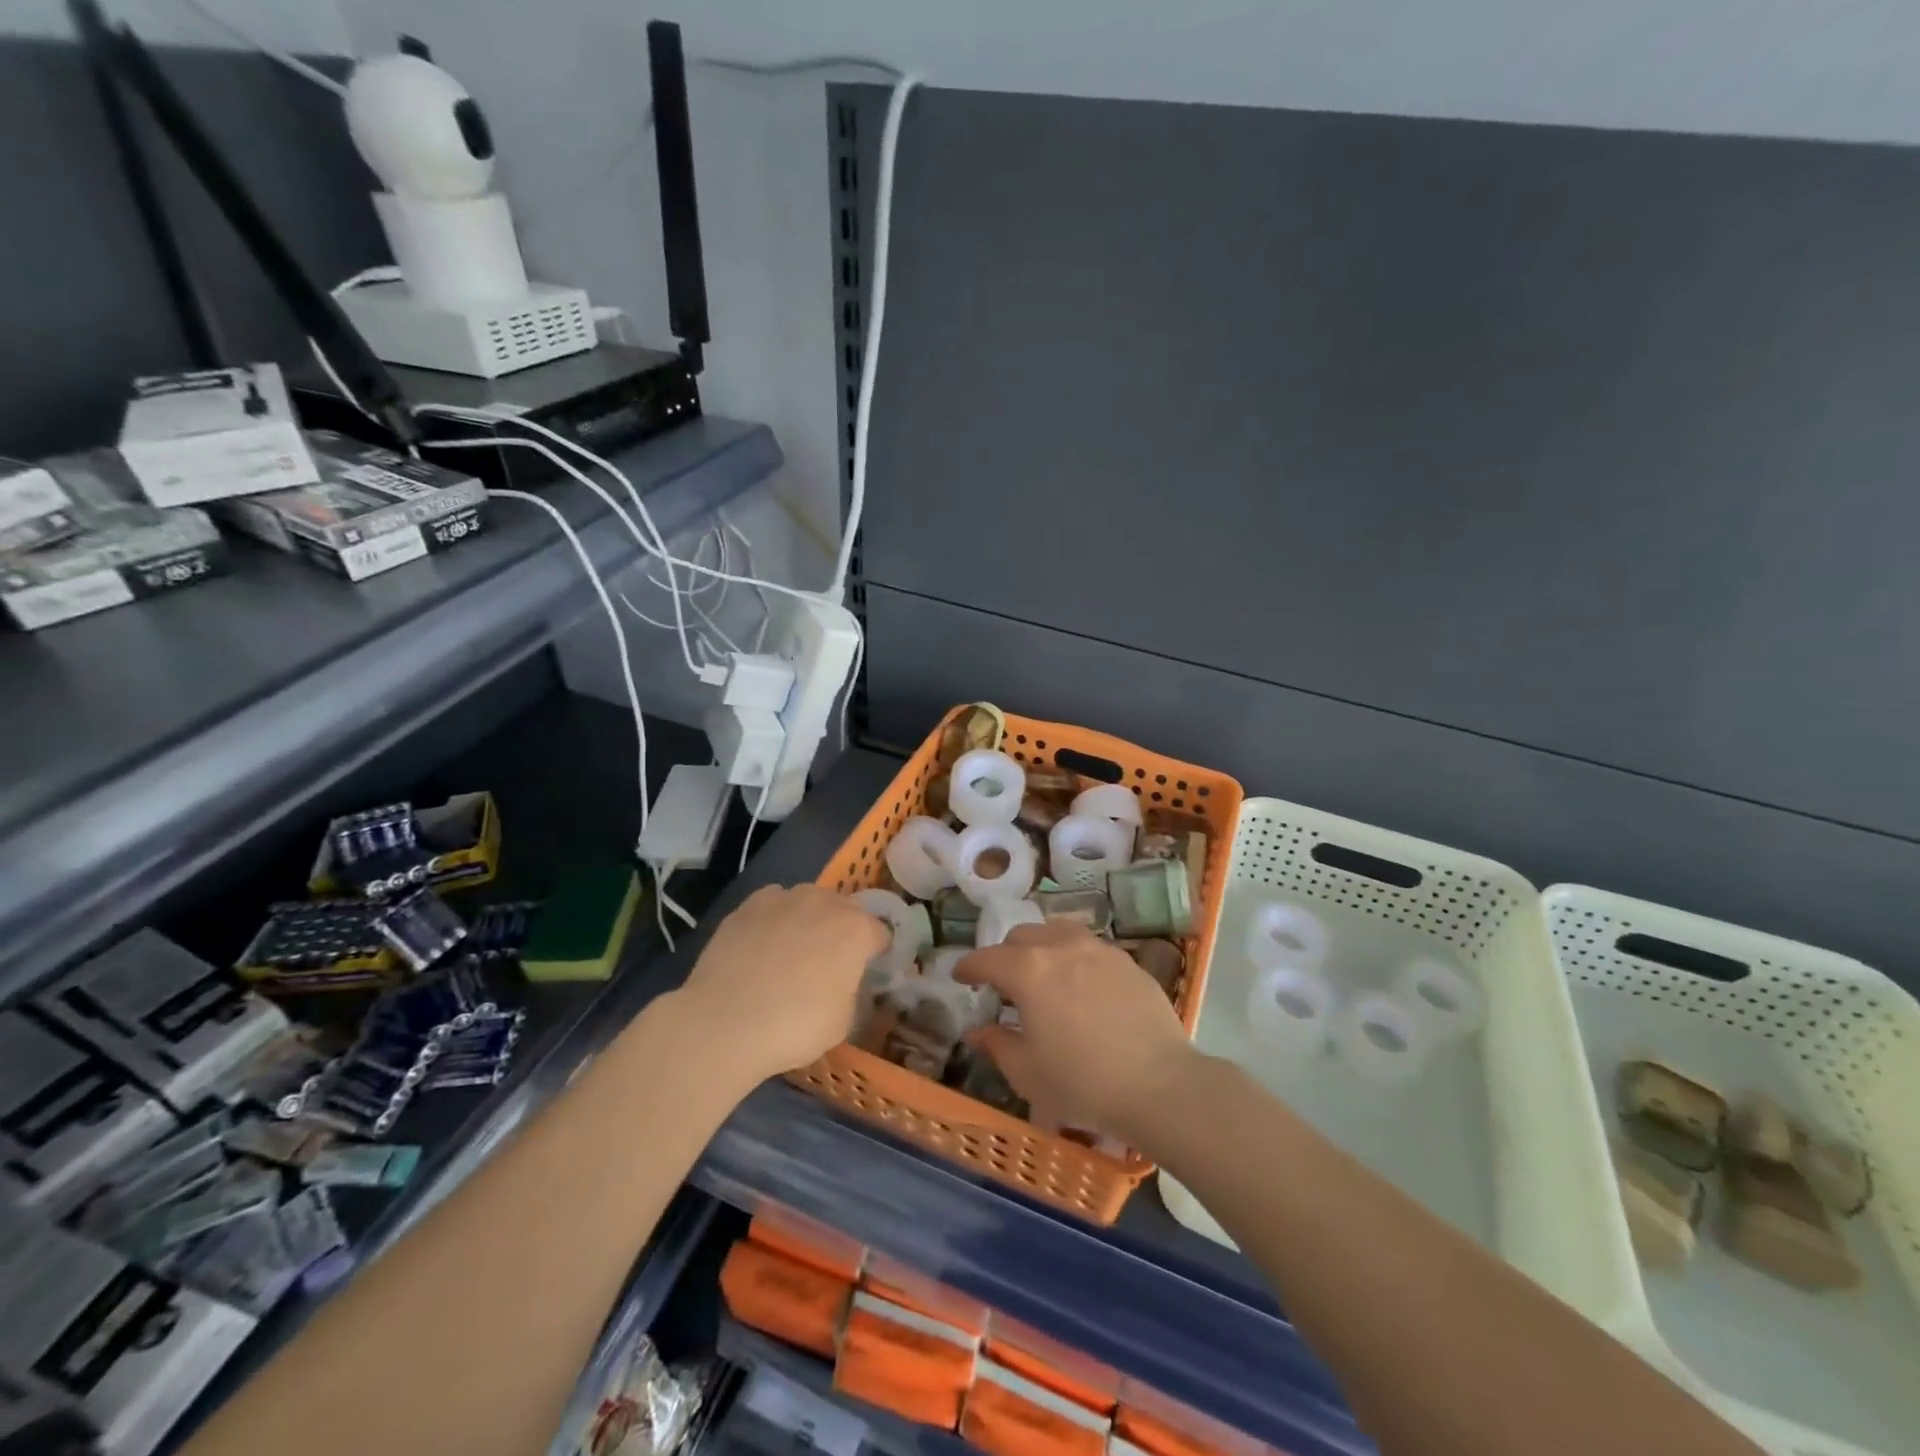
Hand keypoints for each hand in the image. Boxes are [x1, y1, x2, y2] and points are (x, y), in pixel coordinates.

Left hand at [674, 884, 888, 1085]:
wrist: (725, 1021)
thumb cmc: (795, 1026)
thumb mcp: (843, 1021)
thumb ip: (851, 990)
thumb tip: (843, 981)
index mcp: (857, 930)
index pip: (880, 934)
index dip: (876, 954)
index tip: (866, 973)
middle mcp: (825, 903)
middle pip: (846, 909)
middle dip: (843, 930)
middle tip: (830, 963)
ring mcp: (784, 898)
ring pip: (808, 900)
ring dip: (809, 919)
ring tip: (792, 951)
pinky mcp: (748, 905)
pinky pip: (773, 903)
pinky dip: (775, 918)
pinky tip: (763, 943)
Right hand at [956, 922, 1194, 1142]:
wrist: (1160, 1084)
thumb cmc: (1083, 1081)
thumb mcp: (1028, 1073)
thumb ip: (998, 1045)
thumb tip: (978, 1032)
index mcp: (1028, 970)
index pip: (986, 958)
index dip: (968, 967)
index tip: (960, 976)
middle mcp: (1060, 947)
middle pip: (1022, 936)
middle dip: (1005, 955)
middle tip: (1004, 983)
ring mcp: (1098, 949)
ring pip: (1057, 933)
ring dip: (1040, 948)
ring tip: (1043, 976)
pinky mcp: (1127, 960)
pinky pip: (1089, 948)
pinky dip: (1074, 958)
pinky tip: (1081, 987)